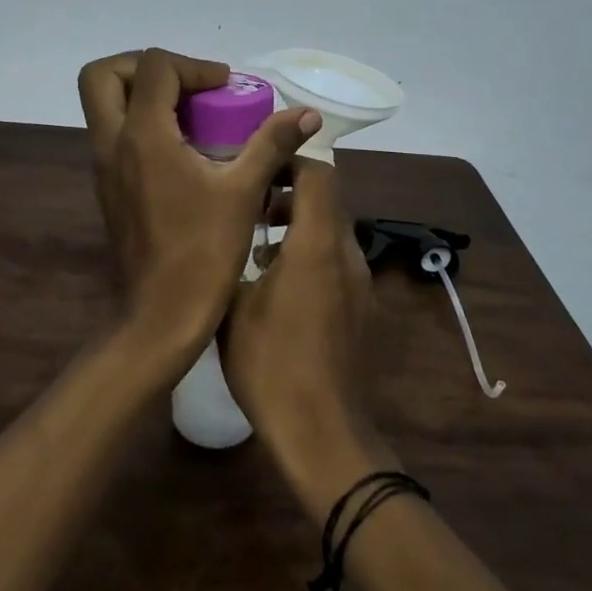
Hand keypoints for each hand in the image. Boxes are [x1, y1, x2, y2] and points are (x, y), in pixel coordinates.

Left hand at [78, 49, 317, 360]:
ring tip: (191, 114)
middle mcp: (112, 144)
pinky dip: (141, 124)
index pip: (155, 67)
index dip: (194, 66)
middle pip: (103, 76)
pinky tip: (184, 150)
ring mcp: (104, 167)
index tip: (227, 88)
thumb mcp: (243, 192)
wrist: (162, 315)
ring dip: (141, 95)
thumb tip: (307, 114)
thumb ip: (272, 143)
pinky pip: (113, 135)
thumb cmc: (204, 252)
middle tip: (188, 84)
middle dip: (144, 66)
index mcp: (143, 136)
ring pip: (104, 106)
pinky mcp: (108, 188)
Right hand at [221, 158, 396, 515]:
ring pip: (332, 233)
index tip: (257, 165)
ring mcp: (360, 284)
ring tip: (256, 246)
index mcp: (317, 244)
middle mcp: (347, 254)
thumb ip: (235, 255)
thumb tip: (229, 231)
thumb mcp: (233, 304)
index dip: (290, 159)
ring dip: (298, 226)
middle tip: (249, 205)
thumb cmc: (270, 362)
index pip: (318, 174)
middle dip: (289, 193)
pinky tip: (277, 286)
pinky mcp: (362, 309)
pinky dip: (311, 255)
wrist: (321, 431)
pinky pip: (337, 263)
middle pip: (327, 200)